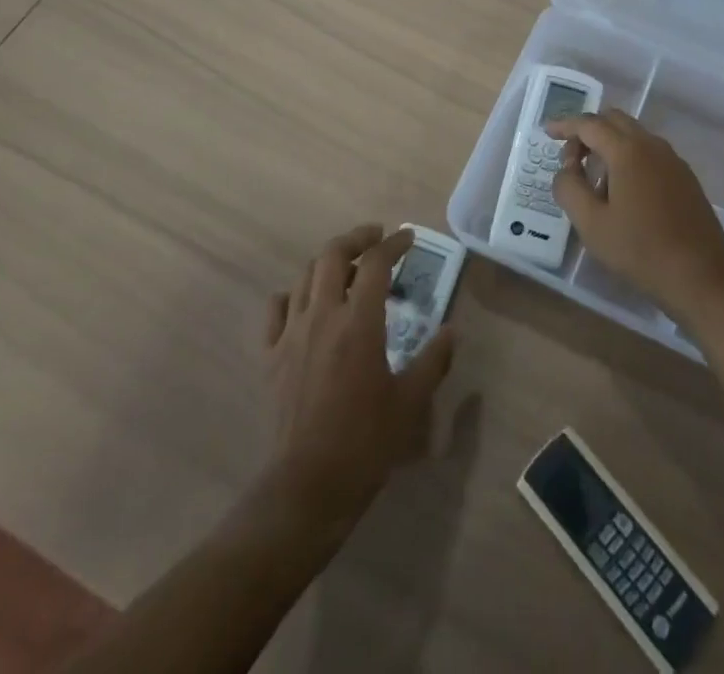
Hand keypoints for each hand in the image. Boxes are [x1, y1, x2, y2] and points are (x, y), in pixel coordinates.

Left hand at [263, 225, 454, 525]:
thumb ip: (434, 361)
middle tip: (376, 237)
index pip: (376, 263)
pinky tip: (307, 303)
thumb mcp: (411, 402)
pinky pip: (276, 308)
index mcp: (359, 323)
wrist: (308, 485)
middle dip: (356, 238)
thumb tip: (452, 332)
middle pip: (333, 255)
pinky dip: (293, 294)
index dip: (395, 244)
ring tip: (348, 268)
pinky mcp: (271, 355)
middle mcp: (323, 316)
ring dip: (328, 262)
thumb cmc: (365, 442)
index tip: (409, 238)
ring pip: (305, 276)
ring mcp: (291, 333)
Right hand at [549, 110, 723, 321]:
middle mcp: (653, 146)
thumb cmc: (640, 251)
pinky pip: (650, 153)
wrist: (702, 278)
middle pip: (614, 121)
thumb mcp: (591, 224)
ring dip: (609, 145)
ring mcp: (673, 160)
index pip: (590, 124)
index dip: (565, 125)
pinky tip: (623, 193)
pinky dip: (629, 157)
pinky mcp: (685, 178)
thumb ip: (569, 188)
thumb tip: (565, 168)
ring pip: (634, 136)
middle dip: (588, 131)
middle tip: (571, 158)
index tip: (547, 132)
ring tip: (594, 180)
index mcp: (628, 151)